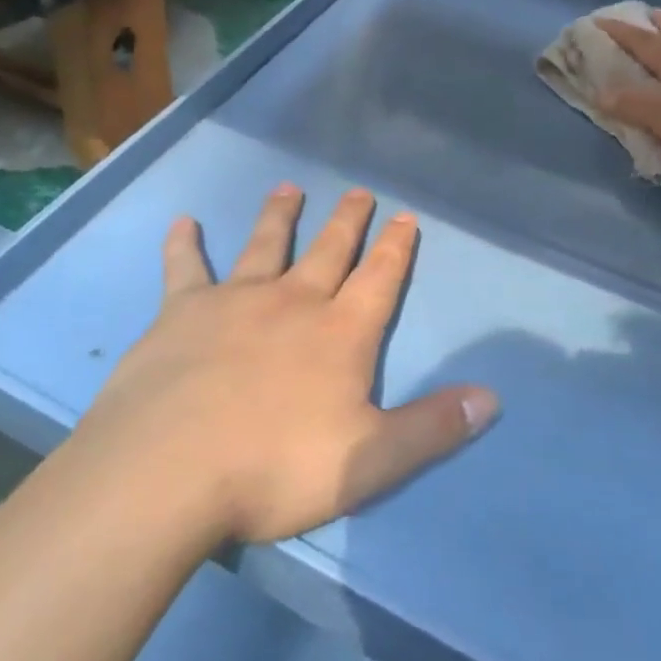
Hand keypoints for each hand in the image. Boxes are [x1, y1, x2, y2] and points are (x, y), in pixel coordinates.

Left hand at [76, 186, 500, 545]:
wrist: (168, 471)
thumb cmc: (274, 468)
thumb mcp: (369, 462)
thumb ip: (431, 428)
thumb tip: (491, 398)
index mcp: (339, 334)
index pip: (379, 279)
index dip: (396, 248)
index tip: (406, 216)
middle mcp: (291, 302)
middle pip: (328, 251)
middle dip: (347, 221)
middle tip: (358, 190)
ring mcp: (234, 301)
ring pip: (264, 245)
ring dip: (278, 216)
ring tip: (288, 188)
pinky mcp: (181, 312)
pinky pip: (185, 268)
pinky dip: (184, 244)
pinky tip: (183, 222)